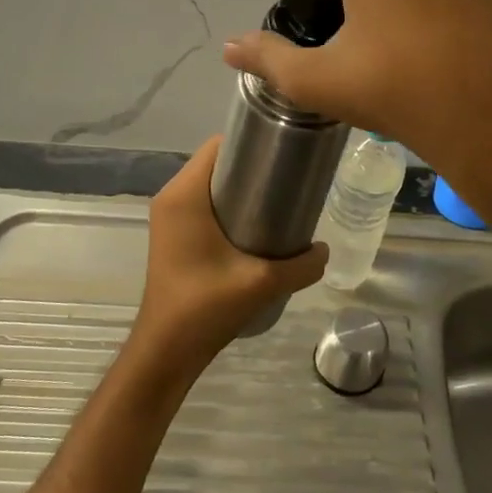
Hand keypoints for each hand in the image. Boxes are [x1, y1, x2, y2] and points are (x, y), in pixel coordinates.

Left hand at [126, 137, 327, 387]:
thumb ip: (301, 265)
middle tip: (288, 179)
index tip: (284, 152)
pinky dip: (228, 206)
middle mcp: (171, 197)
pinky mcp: (173, 235)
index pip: (218, 145)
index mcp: (185, 195)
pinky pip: (203, 204)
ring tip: (278, 201)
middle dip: (251, 166)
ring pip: (210, 185)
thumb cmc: (205, 307)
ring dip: (240, 188)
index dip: (252, 142)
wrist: (167, 350)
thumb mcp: (262, 283)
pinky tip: (257, 227)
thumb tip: (325, 250)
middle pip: (216, 163)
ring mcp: (169, 217)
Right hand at [223, 0, 491, 222]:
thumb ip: (268, 58)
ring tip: (409, 52)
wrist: (490, 117)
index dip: (332, 5)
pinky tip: (444, 51)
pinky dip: (442, 8)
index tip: (343, 46)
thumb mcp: (317, 79)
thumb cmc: (394, 87)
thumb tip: (229, 47)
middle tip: (373, 52)